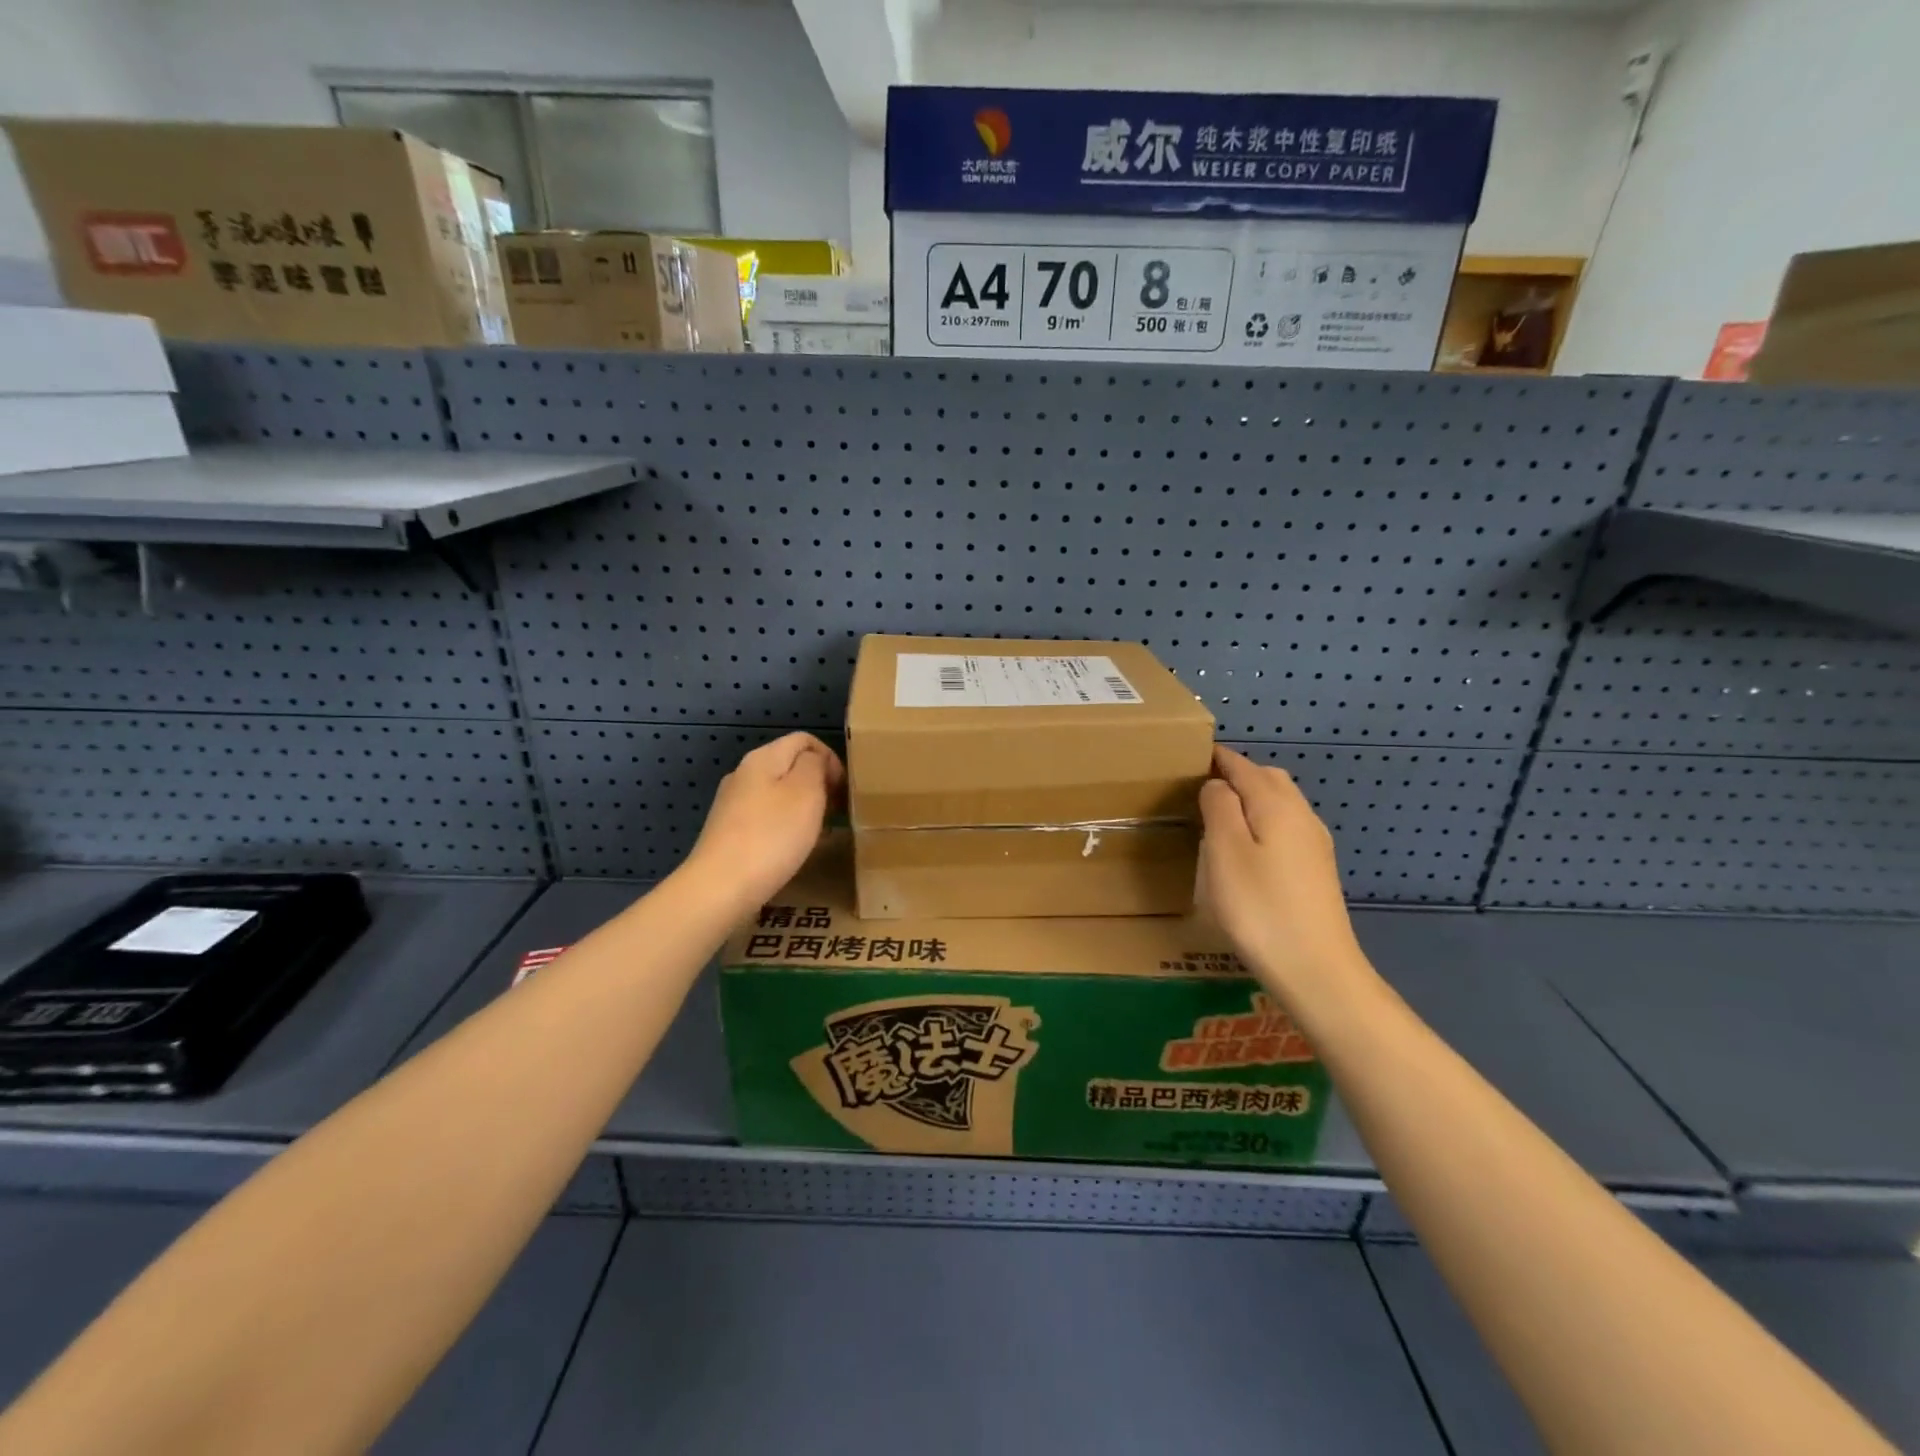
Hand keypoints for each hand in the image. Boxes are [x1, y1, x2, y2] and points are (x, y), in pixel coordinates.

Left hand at [686, 733, 844, 912]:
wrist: (720, 888)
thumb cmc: (772, 836)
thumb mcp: (807, 791)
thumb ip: (815, 765)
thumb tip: (815, 760)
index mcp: (763, 758)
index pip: (804, 740)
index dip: (830, 758)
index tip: (843, 790)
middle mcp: (744, 774)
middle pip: (790, 765)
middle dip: (818, 784)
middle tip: (837, 812)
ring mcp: (732, 804)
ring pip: (778, 793)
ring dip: (803, 807)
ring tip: (819, 832)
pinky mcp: (728, 832)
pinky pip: (766, 818)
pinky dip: (785, 826)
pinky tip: (793, 849)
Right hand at [1198, 746, 1370, 1001]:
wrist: (1317, 971)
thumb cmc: (1260, 908)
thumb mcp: (1225, 852)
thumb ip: (1219, 807)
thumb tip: (1217, 784)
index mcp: (1276, 805)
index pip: (1242, 766)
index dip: (1216, 758)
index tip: (1187, 757)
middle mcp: (1301, 816)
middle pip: (1268, 778)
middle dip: (1237, 773)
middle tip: (1200, 785)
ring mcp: (1314, 844)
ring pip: (1281, 802)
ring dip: (1251, 797)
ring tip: (1218, 813)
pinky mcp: (1316, 870)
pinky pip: (1287, 826)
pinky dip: (1263, 820)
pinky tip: (1248, 845)